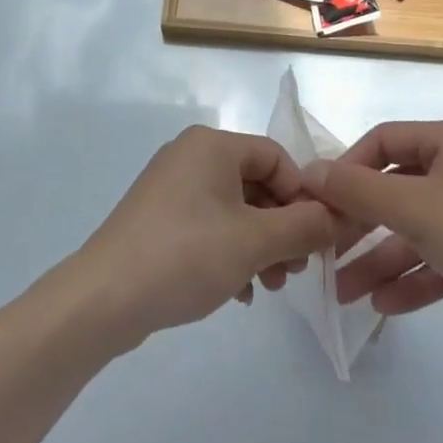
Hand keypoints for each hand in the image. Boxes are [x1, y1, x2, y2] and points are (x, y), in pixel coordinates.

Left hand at [76, 126, 337, 350]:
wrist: (105, 297)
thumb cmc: (186, 255)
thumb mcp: (255, 242)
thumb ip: (303, 227)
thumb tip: (337, 217)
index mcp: (212, 145)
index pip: (276, 157)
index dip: (302, 195)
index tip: (317, 239)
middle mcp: (191, 155)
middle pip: (256, 182)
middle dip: (282, 227)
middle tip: (296, 270)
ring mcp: (171, 186)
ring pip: (234, 208)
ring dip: (260, 244)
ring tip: (271, 286)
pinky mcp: (159, 217)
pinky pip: (209, 225)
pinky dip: (231, 251)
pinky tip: (241, 291)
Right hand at [303, 120, 442, 377]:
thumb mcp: (414, 210)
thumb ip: (356, 190)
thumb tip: (308, 172)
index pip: (385, 140)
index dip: (348, 167)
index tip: (321, 200)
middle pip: (398, 188)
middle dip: (362, 224)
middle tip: (328, 249)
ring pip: (416, 229)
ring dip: (380, 258)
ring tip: (346, 293)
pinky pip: (439, 257)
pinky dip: (411, 277)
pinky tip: (382, 304)